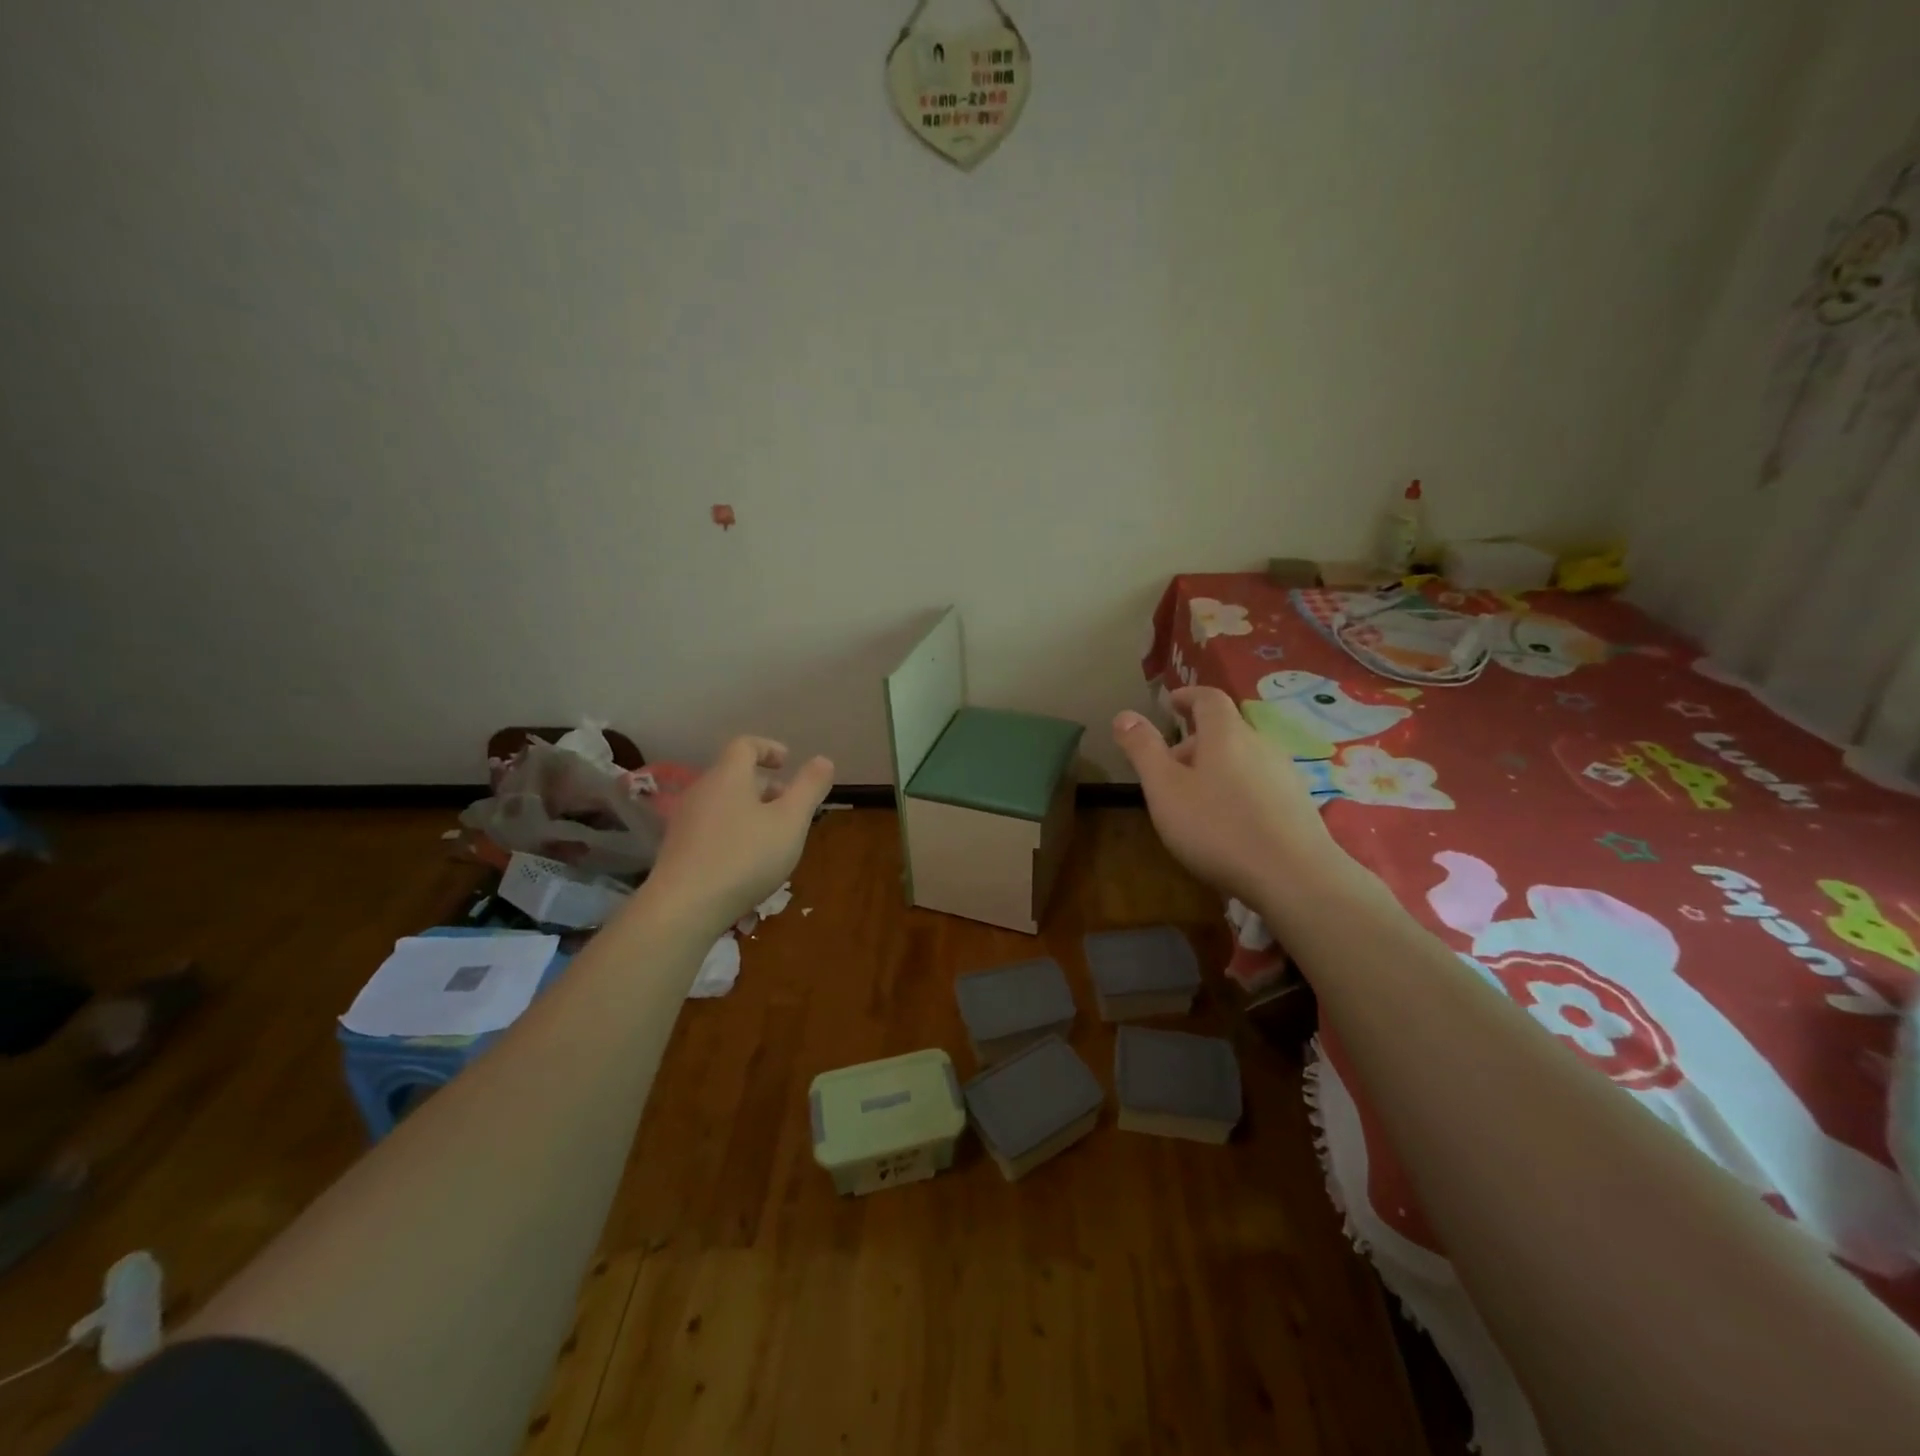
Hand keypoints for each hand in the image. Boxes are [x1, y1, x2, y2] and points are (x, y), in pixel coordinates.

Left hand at [643, 737, 833, 927]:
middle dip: (765, 786)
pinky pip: (712, 827)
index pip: (745, 745)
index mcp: (728, 776)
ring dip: (750, 810)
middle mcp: (701, 791)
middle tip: (790, 806)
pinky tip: (747, 861)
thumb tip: (823, 760)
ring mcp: (685, 821)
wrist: (684, 907)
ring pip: (723, 803)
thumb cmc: (745, 856)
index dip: (768, 748)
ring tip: (774, 836)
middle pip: (734, 775)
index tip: (788, 763)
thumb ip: (809, 788)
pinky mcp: (678, 849)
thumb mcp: (791, 821)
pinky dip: (734, 831)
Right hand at [1112, 687, 1332, 905]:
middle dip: (1194, 742)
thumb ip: (1143, 750)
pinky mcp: (1298, 804)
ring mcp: (1284, 774)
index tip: (1170, 703)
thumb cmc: (1218, 827)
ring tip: (1195, 799)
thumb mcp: (1165, 789)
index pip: (1208, 698)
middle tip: (1168, 768)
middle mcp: (1260, 744)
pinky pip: (1259, 784)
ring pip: (1243, 758)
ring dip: (1216, 767)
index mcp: (1226, 734)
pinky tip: (1229, 823)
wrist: (1294, 877)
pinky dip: (1237, 789)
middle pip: (1225, 730)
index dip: (1187, 696)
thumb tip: (1124, 715)